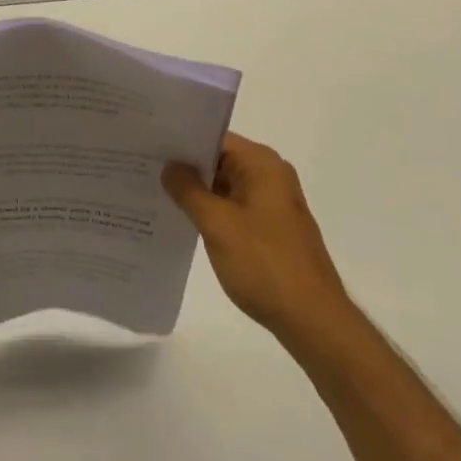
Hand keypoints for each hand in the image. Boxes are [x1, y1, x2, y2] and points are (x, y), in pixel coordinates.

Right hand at [163, 132, 356, 344]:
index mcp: (262, 163)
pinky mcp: (273, 228)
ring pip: (226, 185)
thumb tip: (169, 166)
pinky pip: (235, 206)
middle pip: (220, 160)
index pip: (214, 138)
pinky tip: (185, 220)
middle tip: (146, 168)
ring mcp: (274, 203)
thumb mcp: (217, 224)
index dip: (181, 142)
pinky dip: (213, 211)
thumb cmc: (265, 264)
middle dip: (186, 167)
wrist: (314, 322)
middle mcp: (271, 175)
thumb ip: (188, 190)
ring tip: (157, 192)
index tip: (149, 146)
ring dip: (198, 192)